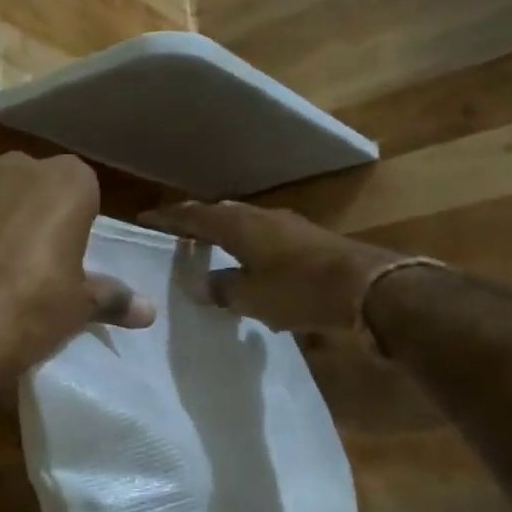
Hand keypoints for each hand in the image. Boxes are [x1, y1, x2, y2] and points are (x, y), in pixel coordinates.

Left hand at [0, 154, 154, 393]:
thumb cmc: (32, 311)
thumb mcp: (79, 307)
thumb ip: (112, 298)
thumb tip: (149, 312)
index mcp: (67, 183)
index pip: (80, 188)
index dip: (73, 218)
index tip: (65, 251)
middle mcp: (18, 165)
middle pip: (32, 181)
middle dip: (32, 208)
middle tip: (26, 256)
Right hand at [141, 200, 416, 335]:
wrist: (365, 286)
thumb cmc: (298, 290)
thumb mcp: (250, 297)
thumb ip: (221, 289)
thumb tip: (203, 285)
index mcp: (237, 225)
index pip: (192, 216)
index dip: (168, 218)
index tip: (145, 219)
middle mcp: (259, 217)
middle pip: (218, 214)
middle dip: (195, 223)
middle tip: (176, 236)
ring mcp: (286, 225)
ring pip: (243, 224)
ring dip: (223, 235)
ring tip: (208, 250)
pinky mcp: (307, 239)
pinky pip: (264, 237)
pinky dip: (247, 246)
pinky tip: (249, 266)